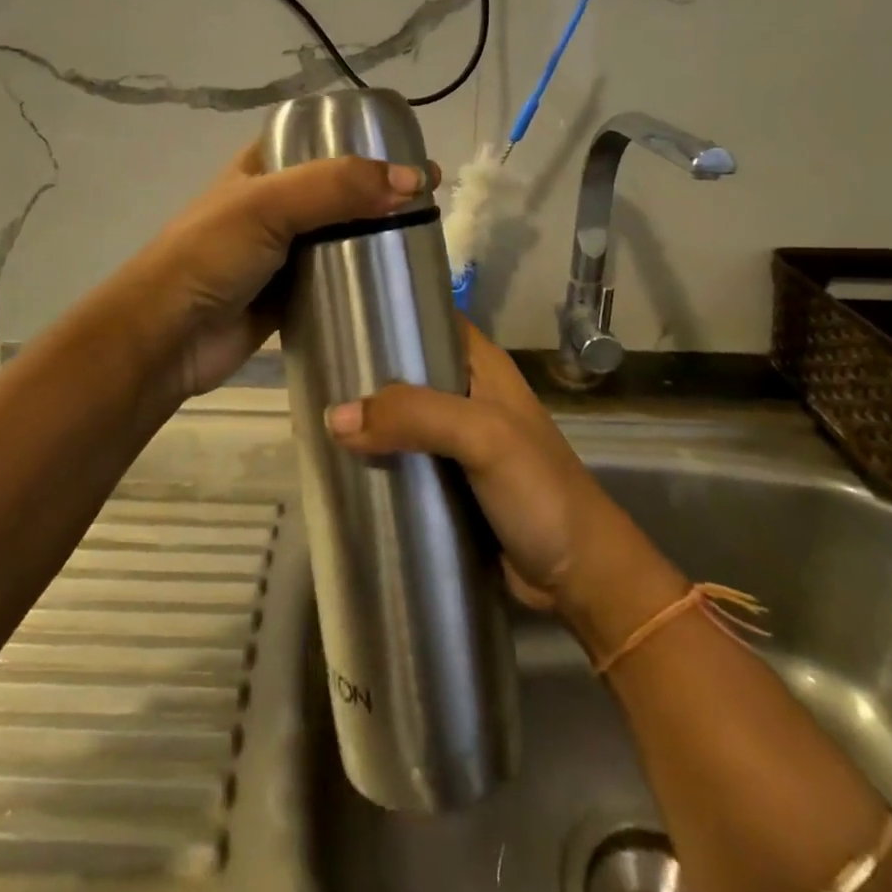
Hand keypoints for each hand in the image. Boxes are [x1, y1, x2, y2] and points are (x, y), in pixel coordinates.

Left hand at [131, 139, 435, 400]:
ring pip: (341, 237)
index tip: (415, 157)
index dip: (366, 144)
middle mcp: (274, 206)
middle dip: (382, 194)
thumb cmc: (209, 256)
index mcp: (262, 169)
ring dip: (376, 238)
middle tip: (433, 203)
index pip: (322, 142)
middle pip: (339, 192)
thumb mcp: (269, 204)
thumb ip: (337, 187)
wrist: (166, 338)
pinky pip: (335, 282)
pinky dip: (362, 281)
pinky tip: (398, 284)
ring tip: (426, 242)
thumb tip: (415, 181)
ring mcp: (282, 254)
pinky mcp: (289, 297)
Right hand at [324, 321, 623, 614]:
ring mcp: (457, 442)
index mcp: (483, 367)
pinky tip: (340, 463)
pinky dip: (376, 460)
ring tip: (313, 418)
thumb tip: (333, 418)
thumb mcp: (483, 437)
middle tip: (315, 374)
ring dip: (366, 421)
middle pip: (407, 371)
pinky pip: (403, 461)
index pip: (431, 319)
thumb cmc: (539, 490)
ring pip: (401, 418)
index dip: (391, 314)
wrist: (579, 577)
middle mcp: (467, 396)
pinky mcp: (447, 483)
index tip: (340, 316)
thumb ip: (414, 416)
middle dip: (365, 373)